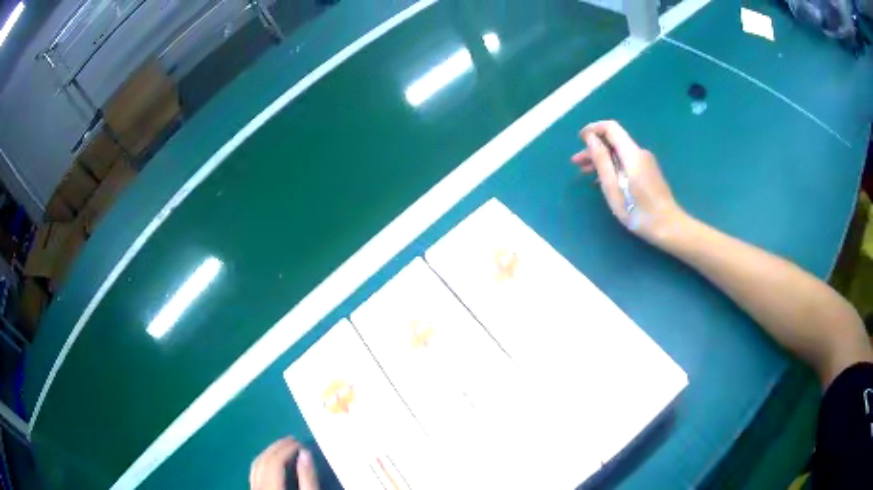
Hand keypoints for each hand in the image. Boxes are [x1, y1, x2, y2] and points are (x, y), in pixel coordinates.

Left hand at [250, 437, 318, 489]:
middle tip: (292, 439)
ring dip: (269, 452)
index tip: (300, 443)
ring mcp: (254, 486)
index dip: (286, 449)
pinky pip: (254, 471)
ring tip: (282, 446)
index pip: (275, 461)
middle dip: (278, 447)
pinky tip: (271, 459)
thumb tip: (305, 453)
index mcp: (272, 485)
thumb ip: (308, 477)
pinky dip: (262, 461)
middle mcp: (259, 484)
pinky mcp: (254, 488)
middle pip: (264, 460)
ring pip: (256, 464)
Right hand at [572, 120, 686, 245]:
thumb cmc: (638, 211)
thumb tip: (590, 138)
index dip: (593, 129)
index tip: (579, 140)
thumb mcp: (613, 187)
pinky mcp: (649, 173)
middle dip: (594, 147)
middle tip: (576, 162)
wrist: (668, 227)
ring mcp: (646, 163)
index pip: (610, 128)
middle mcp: (640, 153)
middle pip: (614, 141)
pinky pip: (627, 162)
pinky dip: (613, 167)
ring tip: (585, 172)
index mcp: (631, 154)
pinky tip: (604, 181)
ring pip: (620, 153)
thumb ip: (601, 160)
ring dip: (602, 159)